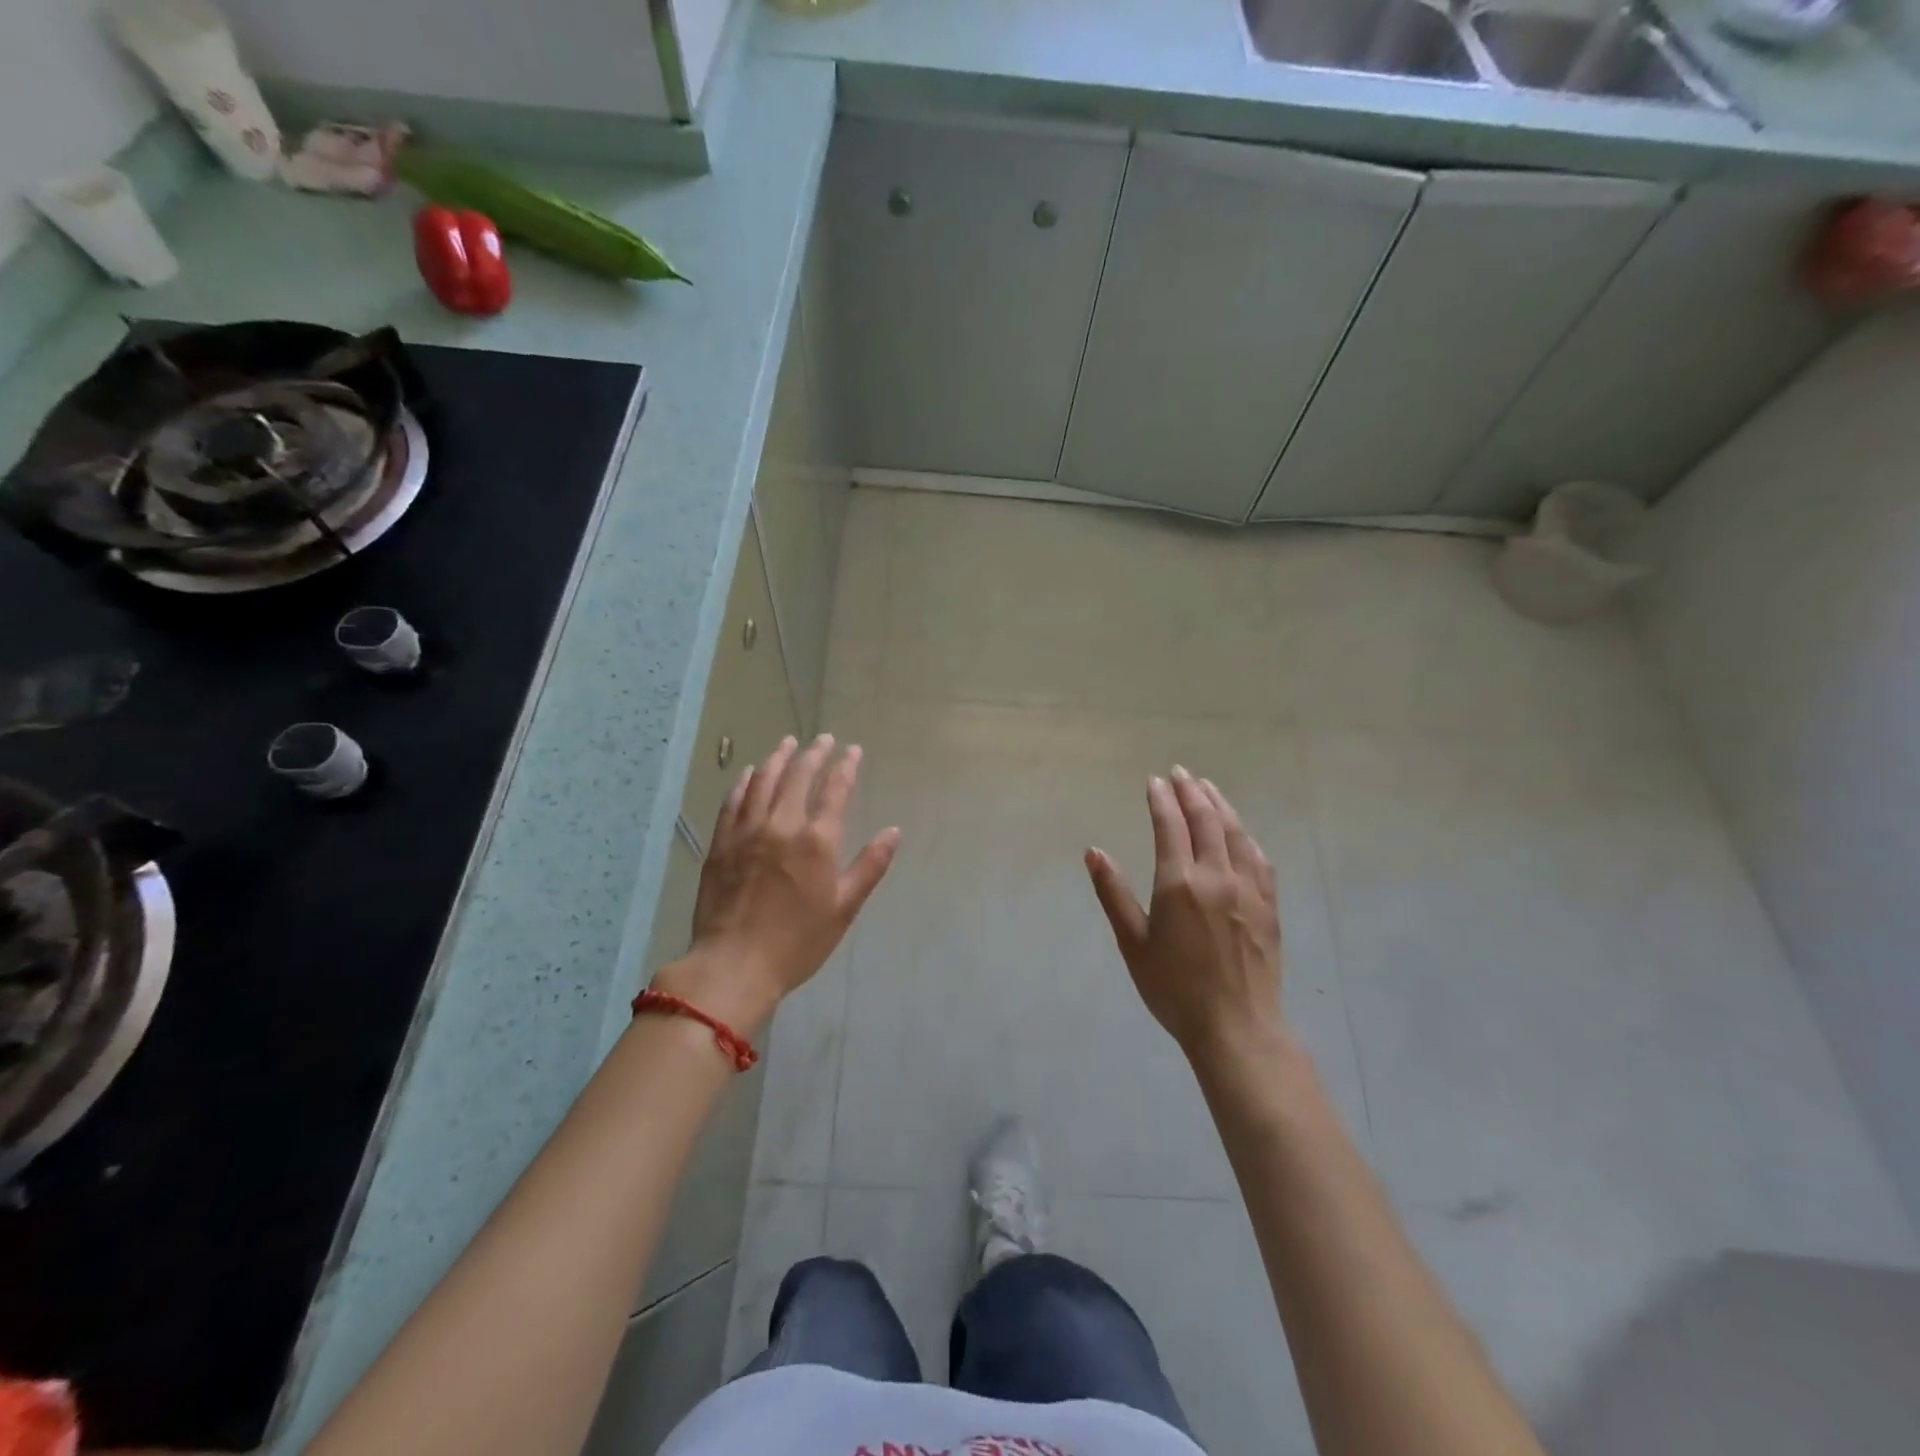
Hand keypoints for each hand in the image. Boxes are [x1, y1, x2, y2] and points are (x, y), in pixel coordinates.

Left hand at [654, 734, 898, 1034]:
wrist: (734, 965)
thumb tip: (893, 832)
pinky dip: (744, 782)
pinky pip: (733, 802)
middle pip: (798, 777)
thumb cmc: (798, 942)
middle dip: (813, 754)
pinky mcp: (721, 844)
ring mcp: (747, 832)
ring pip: (764, 782)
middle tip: (823, 739)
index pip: (835, 790)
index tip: (853, 750)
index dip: (845, 766)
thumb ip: (870, 866)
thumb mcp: (844, 908)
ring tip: (788, 743)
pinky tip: (750, 774)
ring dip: (778, 758)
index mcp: (817, 841)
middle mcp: (781, 825)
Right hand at [1086, 767, 1287, 1066]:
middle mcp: (1216, 875)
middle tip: (1179, 773)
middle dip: (1190, 792)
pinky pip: (1259, 858)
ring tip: (1208, 787)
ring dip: (1220, 805)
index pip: (1170, 826)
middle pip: (1205, 820)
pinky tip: (1240, 832)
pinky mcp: (1268, 905)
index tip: (1153, 781)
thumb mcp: (1133, 943)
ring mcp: (1248, 888)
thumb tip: (1094, 852)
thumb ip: (1113, 893)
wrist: (1236, 1026)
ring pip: (1235, 833)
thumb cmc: (1174, 989)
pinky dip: (1245, 836)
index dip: (1161, 799)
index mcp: (1179, 883)